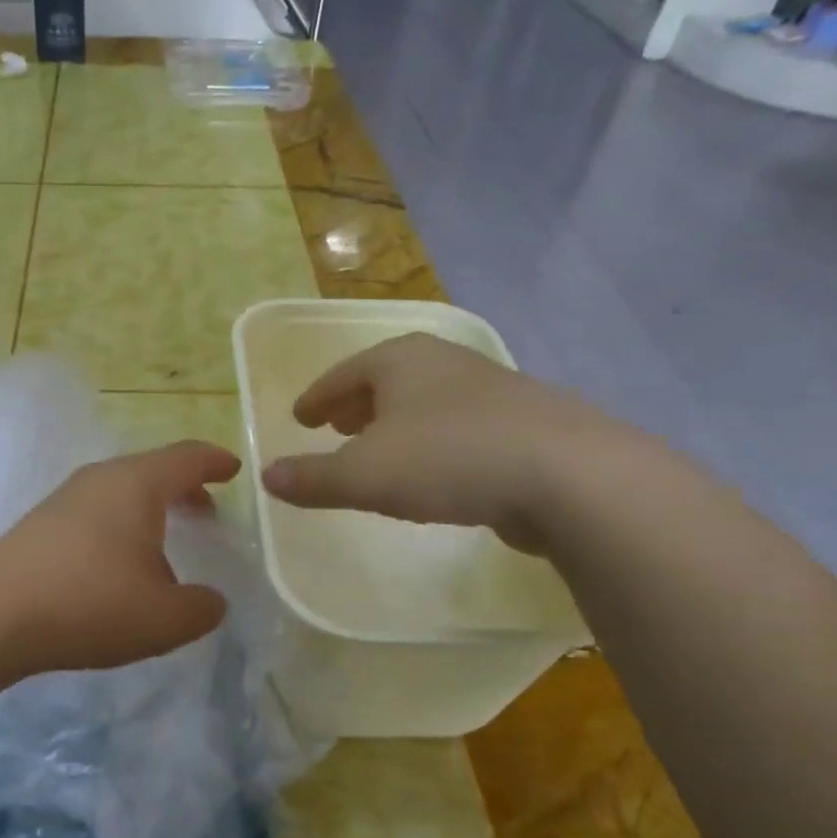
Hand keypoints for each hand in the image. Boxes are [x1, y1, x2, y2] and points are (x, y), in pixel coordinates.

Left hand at [0, 441, 241, 673]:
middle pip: (152, 470)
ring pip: (121, 491)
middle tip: (207, 510)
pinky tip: (119, 563)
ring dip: (150, 509)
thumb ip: (202, 608)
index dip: (214, 461)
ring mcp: (66, 498)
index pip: (186, 457)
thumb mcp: (165, 619)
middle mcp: (101, 478)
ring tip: (166, 541)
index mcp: (138, 484)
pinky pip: (96, 511)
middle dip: (184, 487)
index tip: (233, 468)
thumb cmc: (91, 603)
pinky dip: (121, 525)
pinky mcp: (41, 523)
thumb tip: (210, 601)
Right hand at [260, 333, 603, 553]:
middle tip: (334, 426)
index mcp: (400, 360)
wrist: (569, 474)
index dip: (317, 397)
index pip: (343, 374)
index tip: (300, 416)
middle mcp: (444, 362)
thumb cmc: (449, 459)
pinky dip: (432, 440)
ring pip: (424, 401)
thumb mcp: (364, 474)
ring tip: (378, 448)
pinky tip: (435, 469)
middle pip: (385, 379)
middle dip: (355, 404)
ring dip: (395, 422)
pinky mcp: (524, 422)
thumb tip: (266, 476)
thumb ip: (312, 477)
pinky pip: (458, 425)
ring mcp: (490, 389)